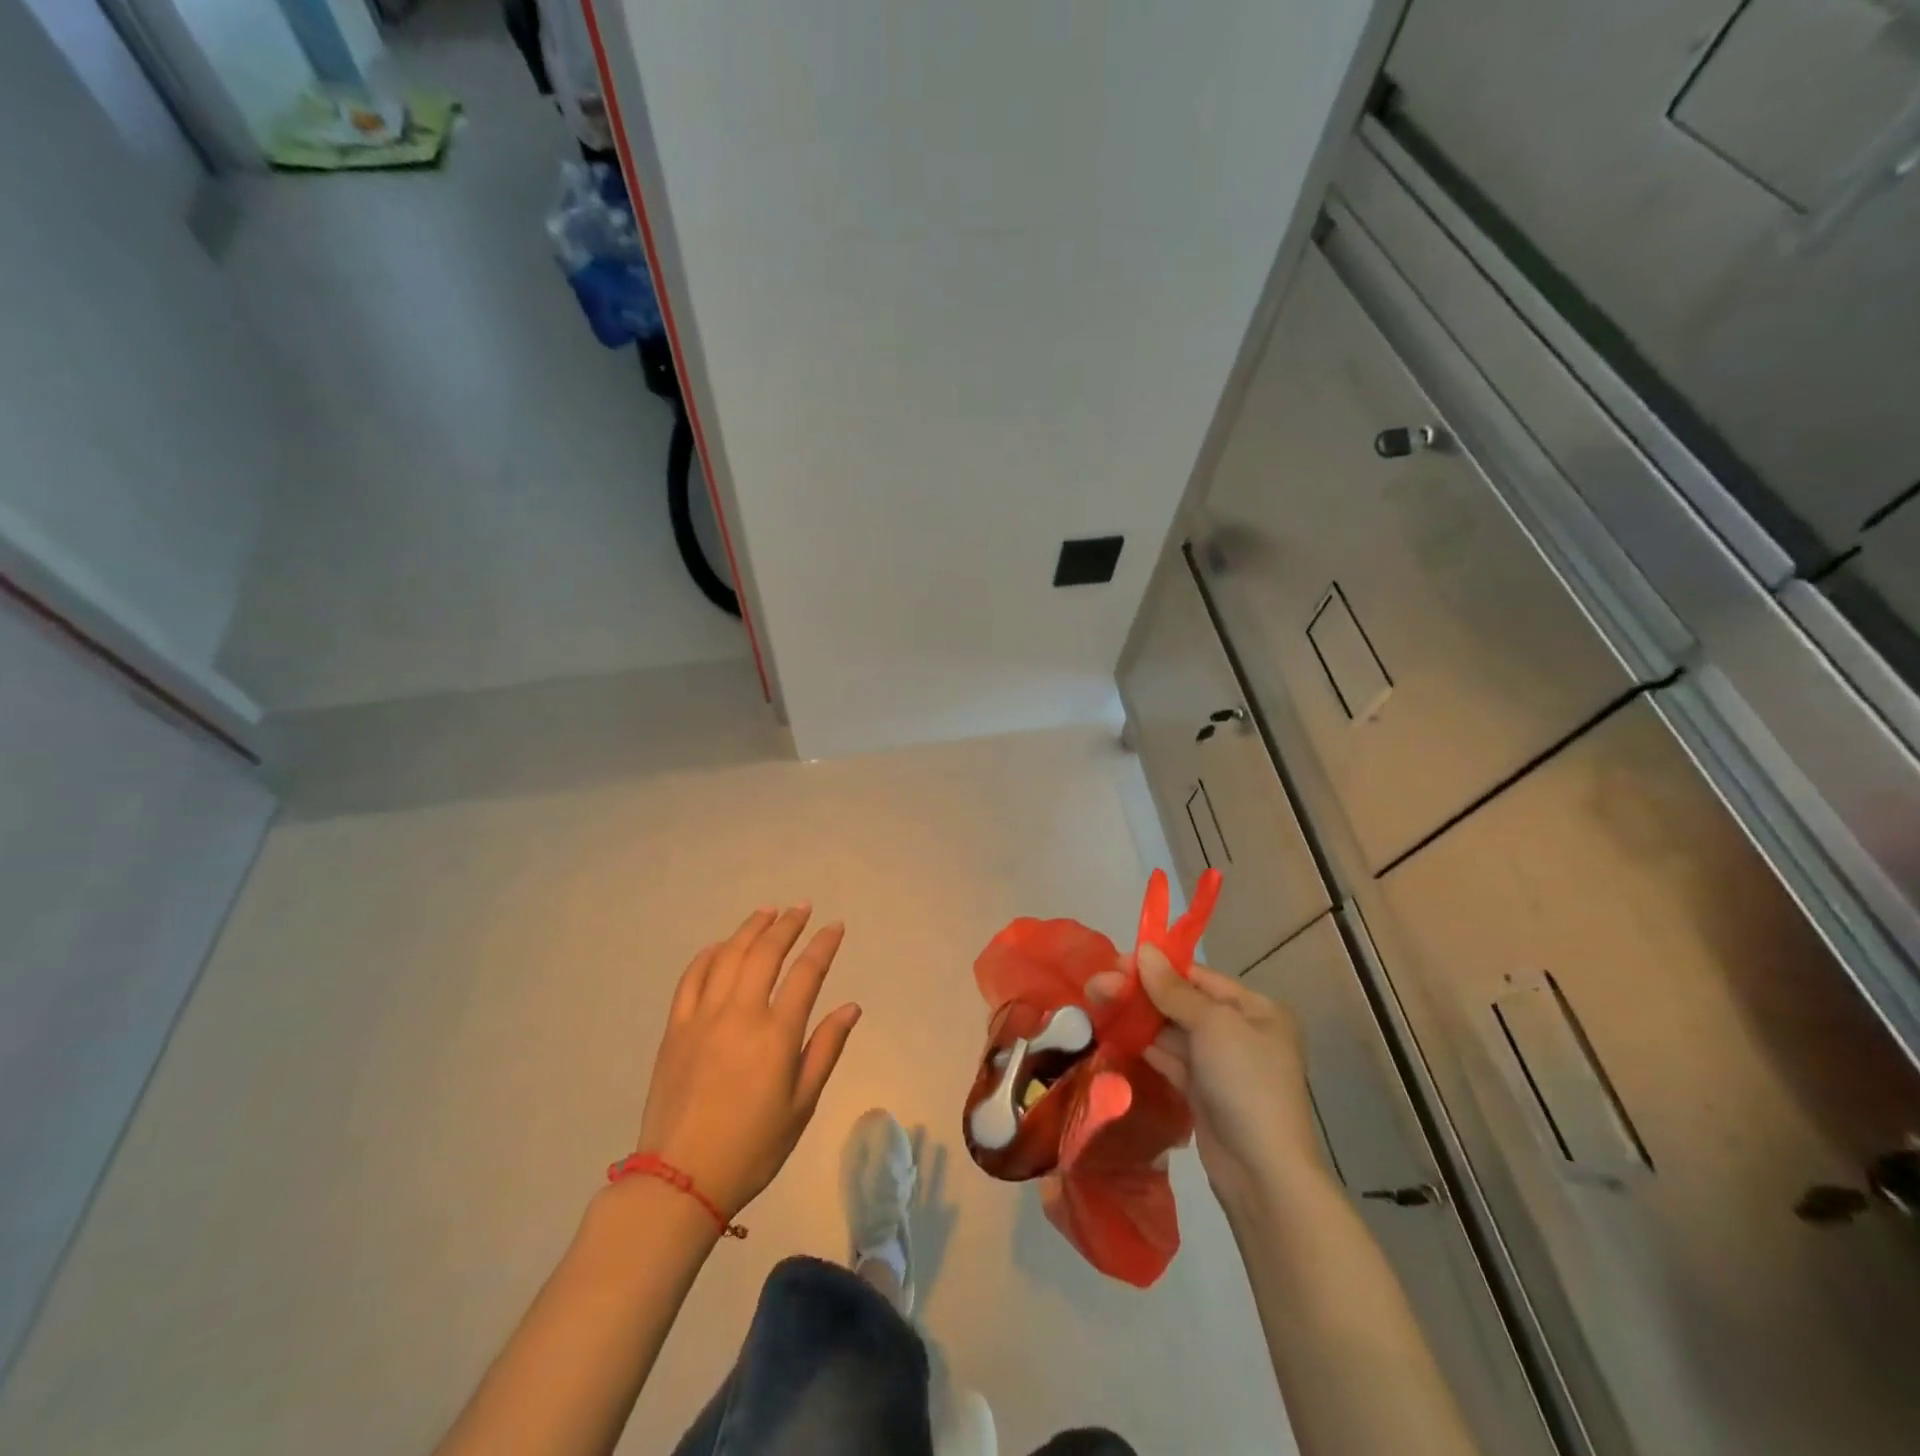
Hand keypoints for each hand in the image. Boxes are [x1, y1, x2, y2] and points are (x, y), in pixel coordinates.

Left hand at [635, 906, 860, 1218]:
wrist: (681, 1179)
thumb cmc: (753, 1146)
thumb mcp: (802, 1104)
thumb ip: (825, 1048)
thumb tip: (850, 1007)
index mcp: (776, 1034)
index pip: (806, 973)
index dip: (823, 944)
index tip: (835, 926)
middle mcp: (740, 1013)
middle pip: (765, 953)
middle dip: (787, 925)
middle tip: (802, 908)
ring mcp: (703, 1017)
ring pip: (728, 955)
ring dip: (750, 929)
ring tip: (767, 913)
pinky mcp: (676, 1028)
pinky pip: (691, 978)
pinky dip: (708, 955)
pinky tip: (719, 946)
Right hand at [1096, 946, 1326, 1211]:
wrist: (1262, 1172)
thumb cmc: (1245, 1083)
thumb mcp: (1213, 1026)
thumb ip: (1174, 990)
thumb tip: (1144, 950)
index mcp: (1256, 1010)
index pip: (1200, 977)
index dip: (1157, 967)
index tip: (1116, 962)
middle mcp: (1240, 1032)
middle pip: (1182, 1002)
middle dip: (1140, 992)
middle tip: (1097, 985)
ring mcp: (1220, 1064)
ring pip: (1171, 1031)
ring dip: (1136, 1017)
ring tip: (1097, 1003)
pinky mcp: (1201, 1091)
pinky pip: (1168, 1057)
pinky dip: (1143, 1045)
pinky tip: (1112, 1033)